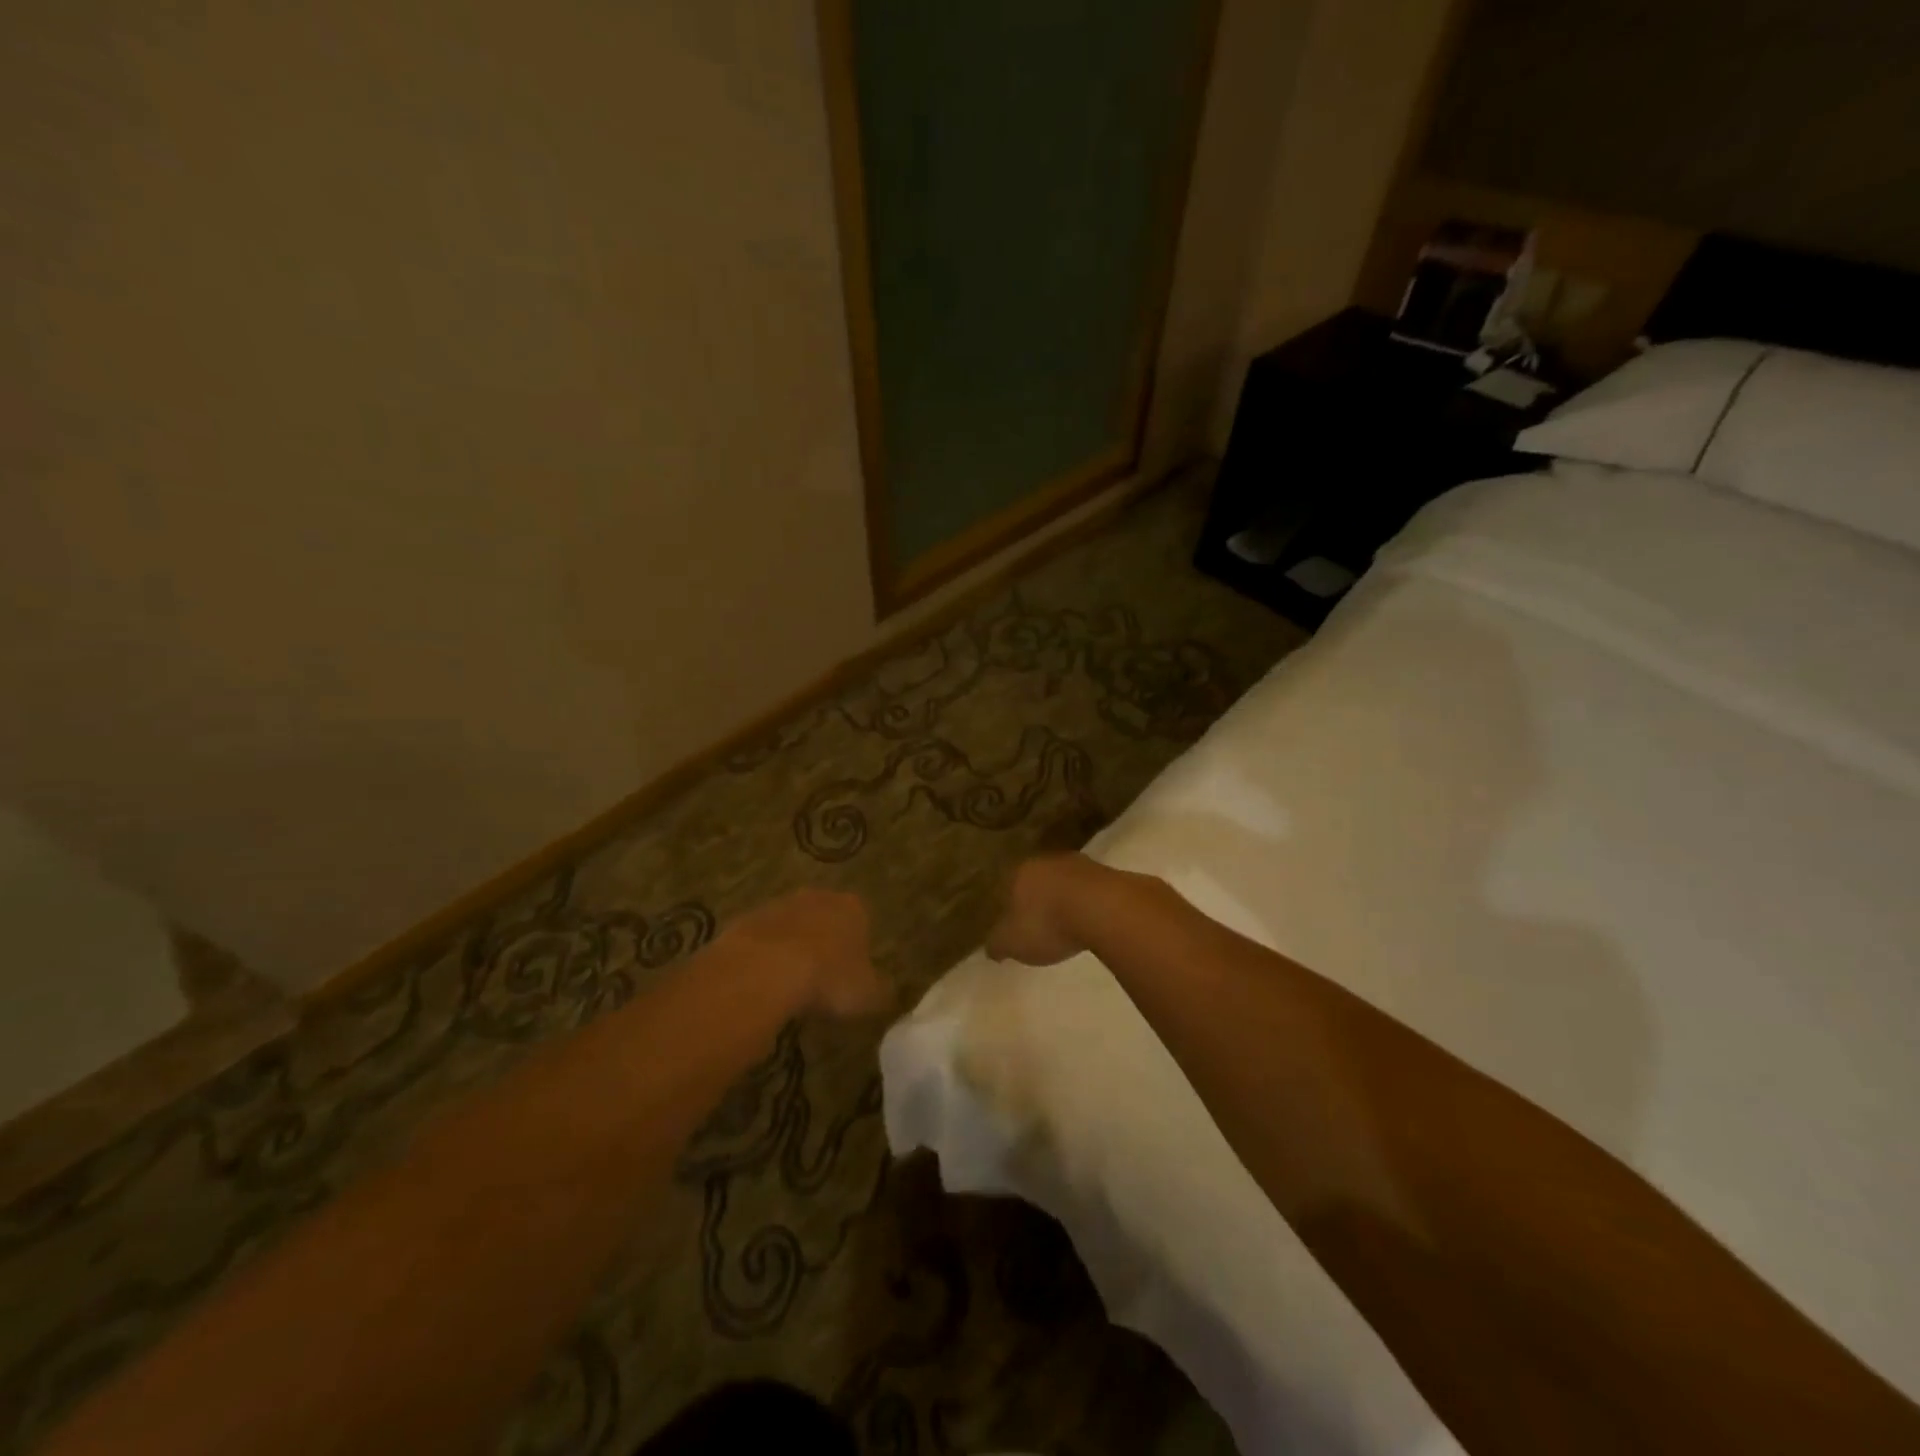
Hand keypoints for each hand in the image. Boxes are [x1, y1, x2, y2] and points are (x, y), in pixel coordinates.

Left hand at [722, 888, 891, 1019]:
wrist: (765, 970)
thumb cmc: (828, 979)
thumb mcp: (869, 995)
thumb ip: (881, 990)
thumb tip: (886, 990)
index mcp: (853, 907)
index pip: (862, 920)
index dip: (858, 947)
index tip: (852, 974)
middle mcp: (817, 897)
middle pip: (824, 918)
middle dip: (823, 942)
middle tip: (821, 979)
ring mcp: (778, 905)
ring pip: (790, 926)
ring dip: (791, 948)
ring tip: (789, 985)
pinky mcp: (745, 920)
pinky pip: (761, 940)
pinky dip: (763, 958)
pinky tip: (761, 984)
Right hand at [984, 853, 1100, 966]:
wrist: (1104, 908)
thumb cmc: (1047, 923)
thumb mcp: (1012, 942)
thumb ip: (998, 943)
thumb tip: (992, 947)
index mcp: (1019, 872)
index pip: (1007, 885)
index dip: (1008, 905)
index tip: (1012, 922)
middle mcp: (1047, 860)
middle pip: (1037, 880)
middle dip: (1037, 900)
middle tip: (1039, 923)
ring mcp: (1080, 864)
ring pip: (1065, 882)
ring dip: (1065, 900)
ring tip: (1067, 924)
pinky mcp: (1108, 873)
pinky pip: (1090, 891)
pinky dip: (1088, 904)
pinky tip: (1091, 921)